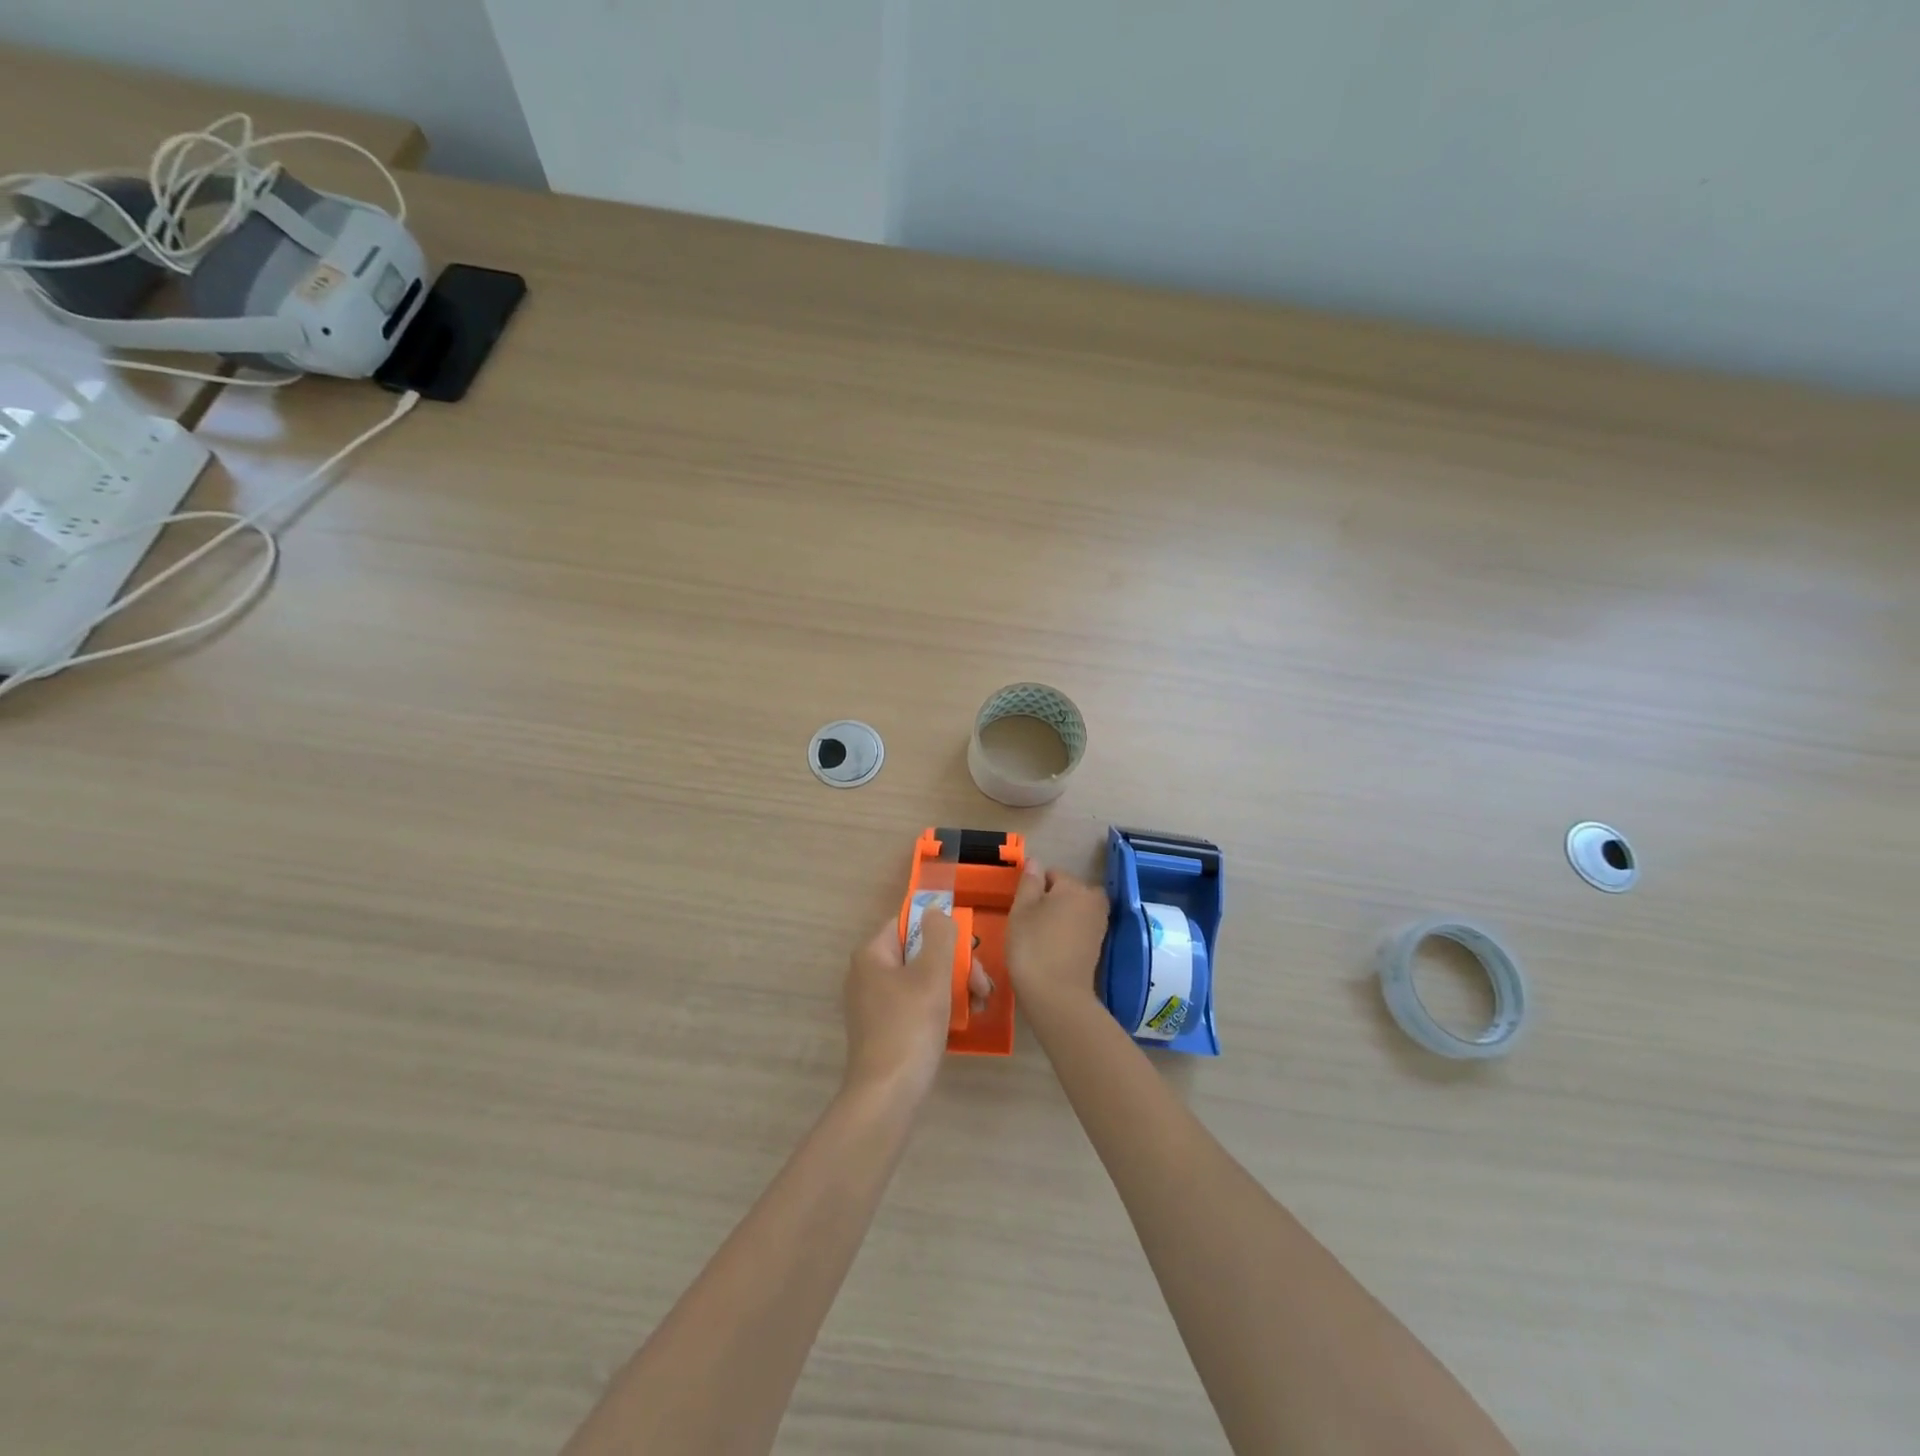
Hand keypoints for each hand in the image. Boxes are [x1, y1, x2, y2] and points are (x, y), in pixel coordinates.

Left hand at [842, 910, 990, 1102]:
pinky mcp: (884, 1029)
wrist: (887, 1095)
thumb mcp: (932, 974)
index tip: (968, 951)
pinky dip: (940, 1008)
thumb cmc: (910, 1026)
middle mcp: (868, 974)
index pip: (909, 923)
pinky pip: (917, 1005)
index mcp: (872, 954)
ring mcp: (875, 1004)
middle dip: (956, 965)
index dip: (941, 931)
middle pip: (919, 952)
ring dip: (954, 987)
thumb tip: (936, 911)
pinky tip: (964, 1022)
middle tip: (983, 986)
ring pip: (922, 980)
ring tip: (980, 1006)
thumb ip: (939, 935)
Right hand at [1005, 861, 1109, 1010]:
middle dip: (1053, 899)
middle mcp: (1092, 901)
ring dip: (1062, 915)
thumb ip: (1029, 882)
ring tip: (1041, 934)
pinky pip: (1081, 928)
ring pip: (1076, 909)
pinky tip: (1053, 947)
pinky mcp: (1098, 946)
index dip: (1034, 887)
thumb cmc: (1033, 946)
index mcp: (1074, 887)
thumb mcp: (1021, 909)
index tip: (1022, 907)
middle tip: (1032, 920)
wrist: (1056, 995)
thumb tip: (1035, 862)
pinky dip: (1069, 932)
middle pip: (1069, 890)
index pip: (1052, 874)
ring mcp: (1099, 925)